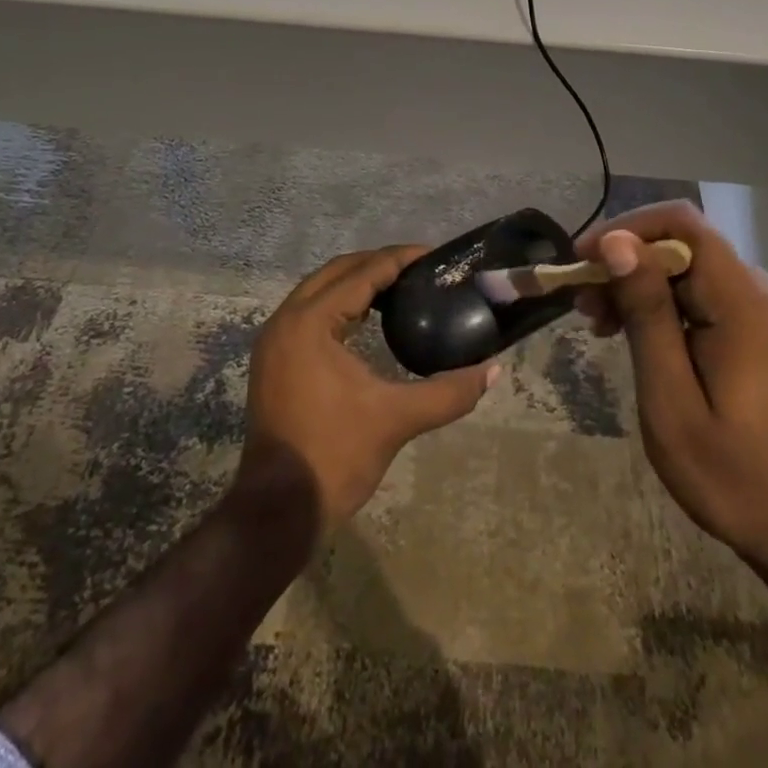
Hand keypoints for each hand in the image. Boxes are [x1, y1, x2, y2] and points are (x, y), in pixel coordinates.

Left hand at [235, 246, 497, 534]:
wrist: (277, 511)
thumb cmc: (335, 456)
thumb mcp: (396, 419)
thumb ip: (448, 392)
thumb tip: (493, 371)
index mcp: (311, 322)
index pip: (361, 274)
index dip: (399, 260)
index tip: (433, 255)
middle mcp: (287, 320)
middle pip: (337, 272)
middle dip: (377, 264)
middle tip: (419, 269)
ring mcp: (275, 340)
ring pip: (319, 290)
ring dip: (356, 282)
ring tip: (399, 287)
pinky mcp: (273, 359)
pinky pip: (309, 311)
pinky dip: (339, 304)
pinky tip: (367, 318)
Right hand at [575, 202, 767, 588]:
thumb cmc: (733, 475)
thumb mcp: (672, 401)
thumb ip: (647, 315)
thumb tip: (617, 243)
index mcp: (744, 302)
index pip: (682, 223)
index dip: (627, 228)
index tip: (583, 261)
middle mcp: (759, 289)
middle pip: (681, 244)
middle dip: (624, 263)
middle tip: (582, 308)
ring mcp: (763, 307)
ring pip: (688, 267)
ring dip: (638, 286)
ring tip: (600, 326)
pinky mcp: (758, 325)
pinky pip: (702, 292)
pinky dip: (661, 305)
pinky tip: (636, 336)